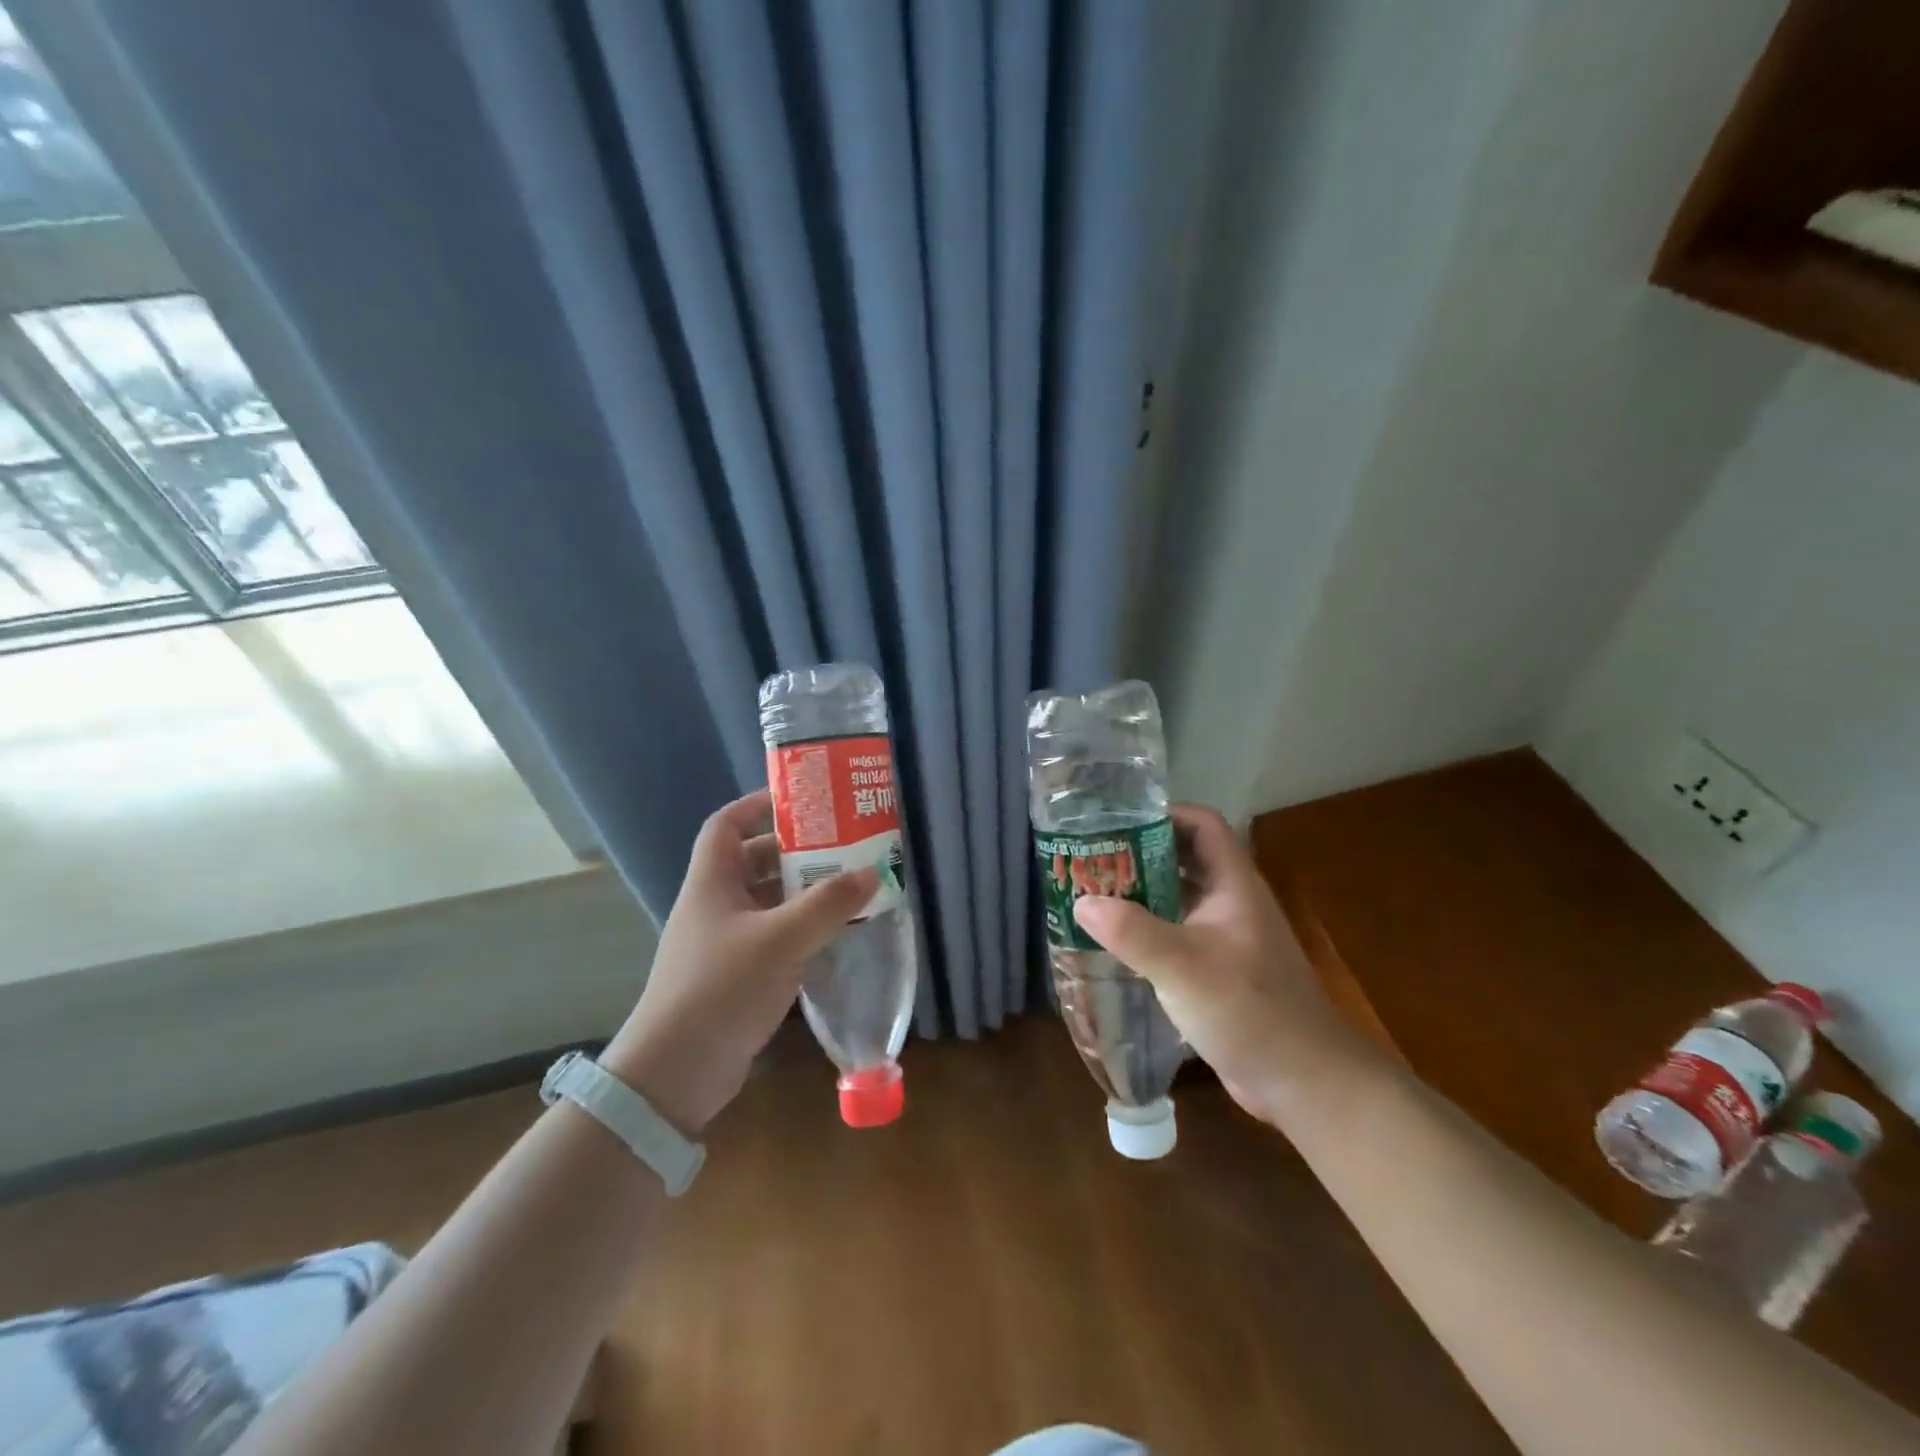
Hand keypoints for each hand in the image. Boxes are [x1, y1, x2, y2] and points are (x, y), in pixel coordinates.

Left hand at [601, 789, 875, 1134]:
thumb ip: (828, 904)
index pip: (726, 824)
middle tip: (841, 845)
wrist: (675, 1072)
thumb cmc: (722, 987)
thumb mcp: (782, 939)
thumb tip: (873, 872)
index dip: (757, 804)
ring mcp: (723, 941)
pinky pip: (772, 936)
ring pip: (766, 901)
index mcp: (712, 882)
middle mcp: (715, 905)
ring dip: (803, 892)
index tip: (799, 800)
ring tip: (848, 885)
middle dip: (795, 851)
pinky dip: (801, 928)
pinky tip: (834, 933)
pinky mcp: (735, 974)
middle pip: (753, 861)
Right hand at [1071, 804, 1378, 1126]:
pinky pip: (1178, 935)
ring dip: (1141, 894)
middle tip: (1091, 860)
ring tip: (1093, 895)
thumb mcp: (1183, 966)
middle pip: (1184, 859)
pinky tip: (1116, 944)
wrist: (1305, 1082)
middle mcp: (1231, 903)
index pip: (1202, 824)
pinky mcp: (1219, 971)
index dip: (1163, 814)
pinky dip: (1148, 931)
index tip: (1116, 822)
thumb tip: (1082, 902)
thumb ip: (1131, 931)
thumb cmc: (1249, 1010)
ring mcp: (1227, 938)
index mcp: (1233, 885)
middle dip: (1139, 855)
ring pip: (1179, 899)